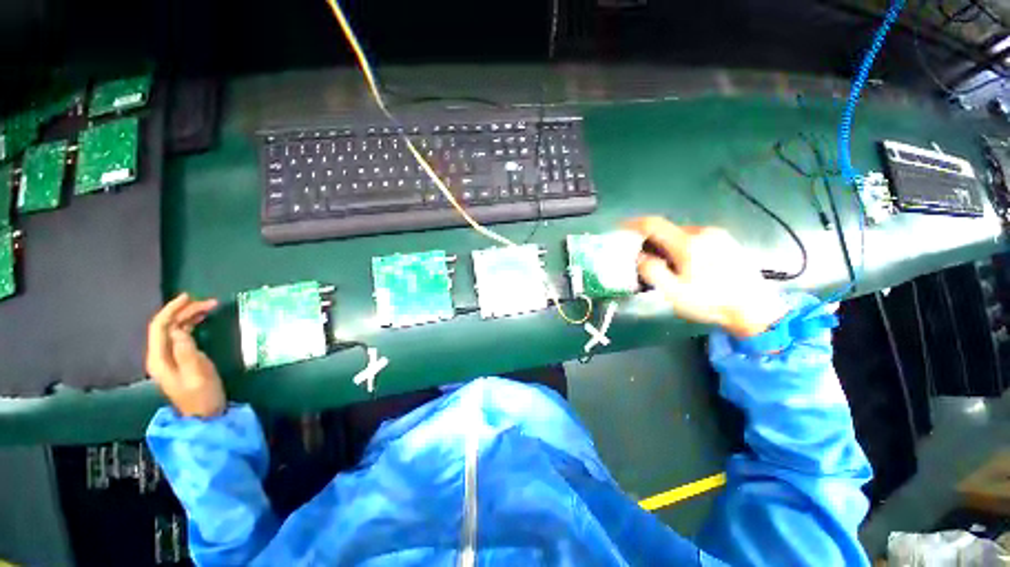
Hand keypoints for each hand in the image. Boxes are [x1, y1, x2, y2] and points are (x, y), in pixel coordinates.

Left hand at [146, 293, 224, 417]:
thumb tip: (179, 330)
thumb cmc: (202, 396)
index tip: (189, 296)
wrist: (205, 416)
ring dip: (189, 317)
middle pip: (166, 326)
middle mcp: (159, 356)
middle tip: (210, 303)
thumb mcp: (197, 374)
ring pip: (174, 330)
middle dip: (185, 311)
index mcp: (159, 359)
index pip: (160, 327)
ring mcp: (169, 359)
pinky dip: (191, 325)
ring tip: (209, 308)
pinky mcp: (180, 360)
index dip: (172, 309)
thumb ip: (186, 351)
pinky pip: (181, 336)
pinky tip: (202, 321)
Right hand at [624, 217, 789, 337]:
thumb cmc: (710, 301)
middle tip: (642, 258)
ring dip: (666, 244)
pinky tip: (685, 264)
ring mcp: (717, 235)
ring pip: (681, 234)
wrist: (755, 309)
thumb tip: (640, 256)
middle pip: (667, 229)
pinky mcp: (726, 241)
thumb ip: (652, 271)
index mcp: (688, 243)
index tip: (619, 227)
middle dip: (650, 240)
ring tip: (664, 264)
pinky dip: (681, 245)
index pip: (653, 224)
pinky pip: (695, 237)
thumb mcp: (674, 292)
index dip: (633, 223)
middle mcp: (703, 232)